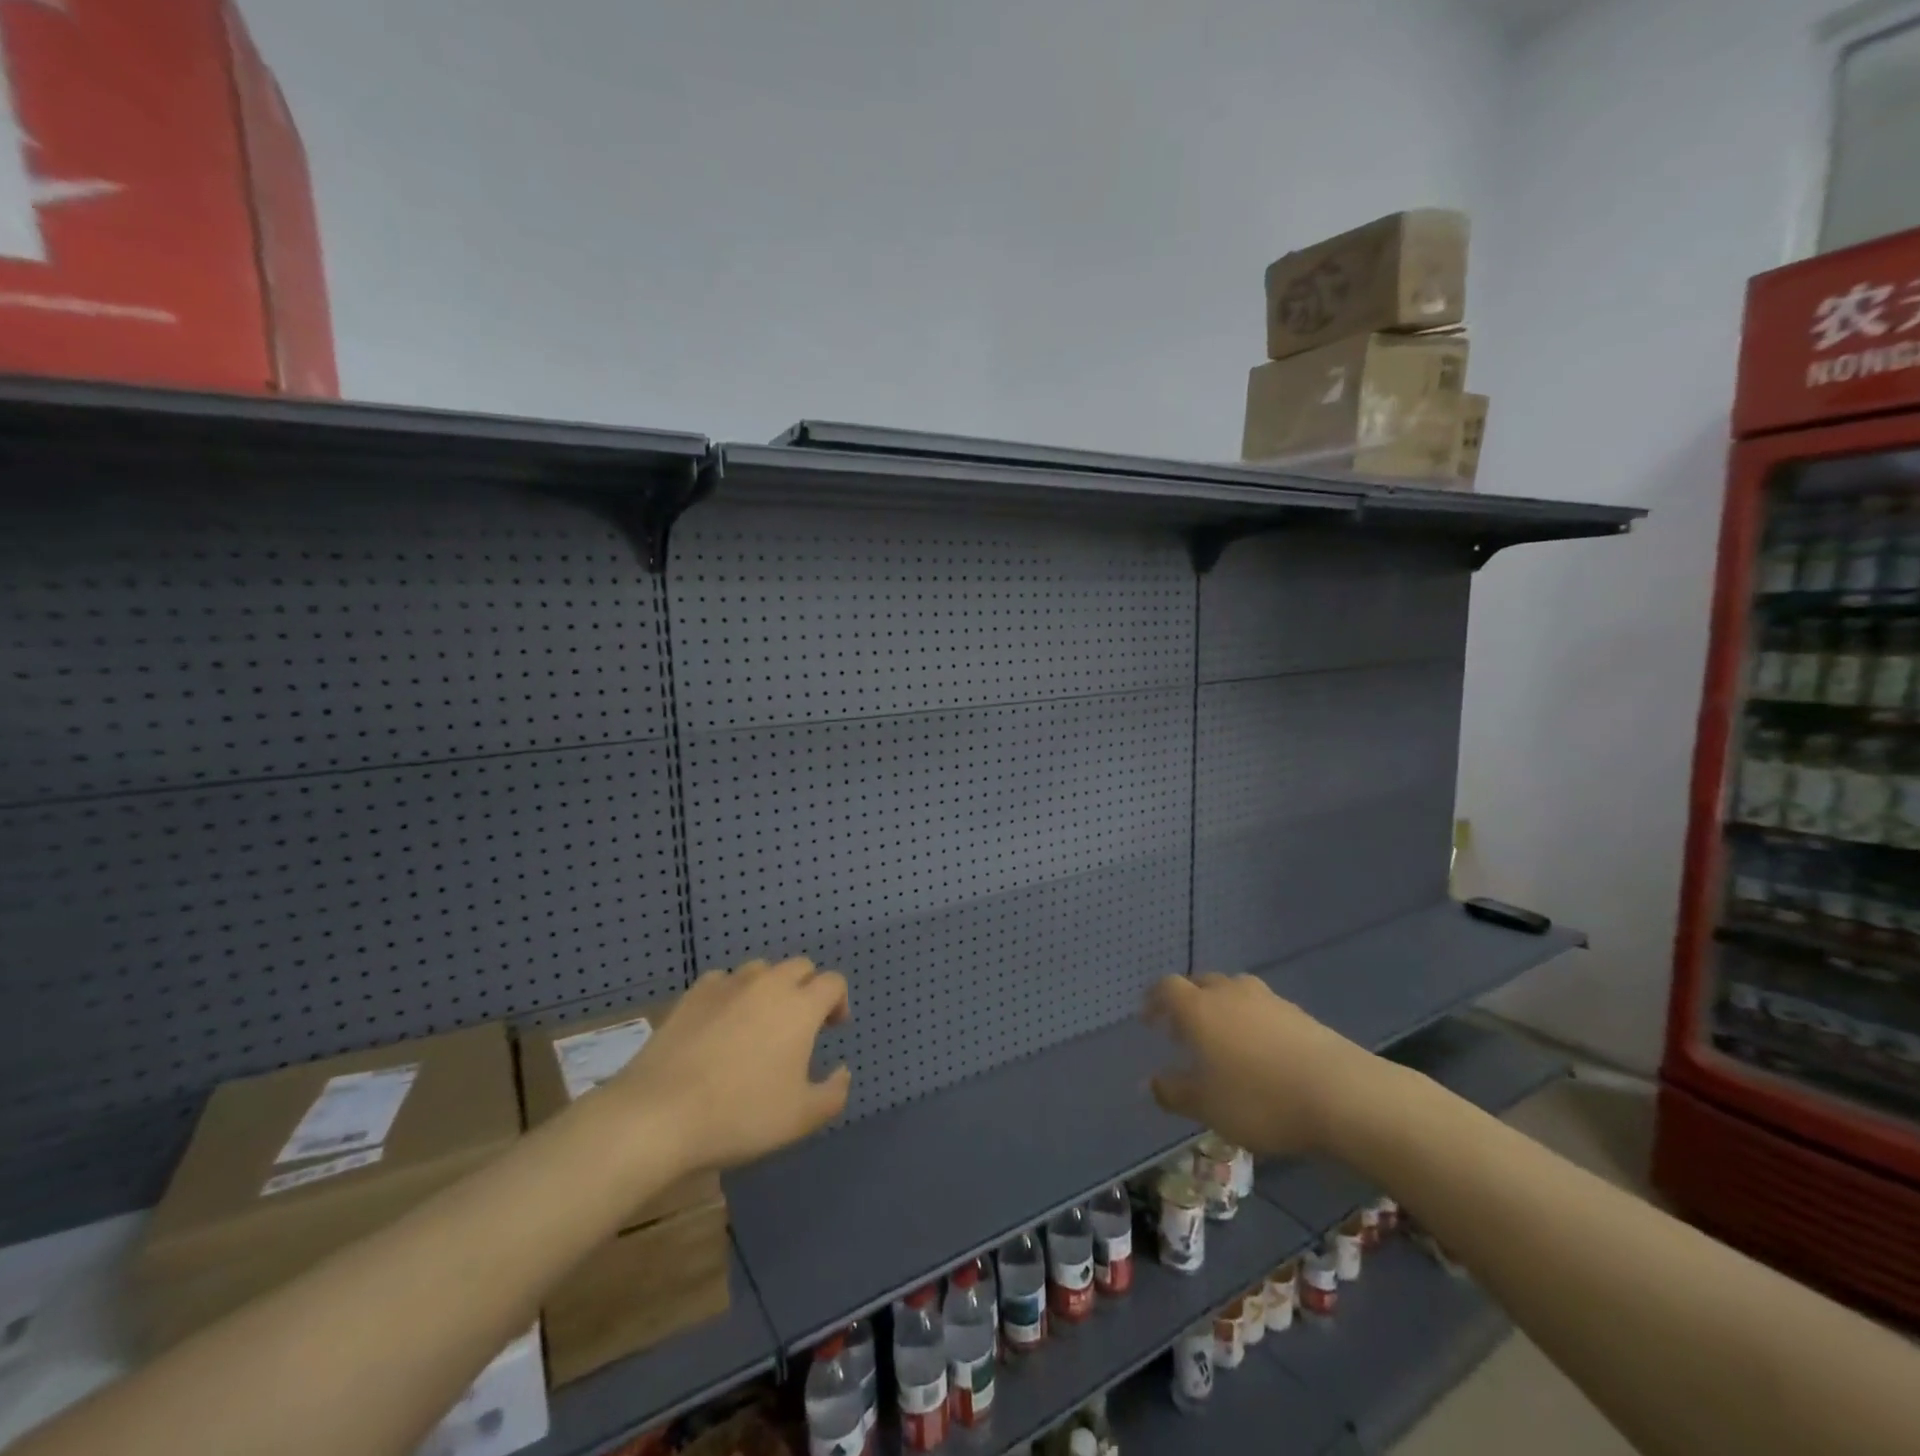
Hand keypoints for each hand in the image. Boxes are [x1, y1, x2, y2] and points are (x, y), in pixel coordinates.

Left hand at [607, 956, 851, 1173]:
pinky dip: (731, 995)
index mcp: (800, 1006)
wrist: (659, 1114)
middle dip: (807, 988)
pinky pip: (723, 981)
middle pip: (799, 967)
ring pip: (761, 970)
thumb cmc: (740, 1115)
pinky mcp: (692, 995)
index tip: (832, 1028)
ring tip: (759, 1023)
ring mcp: (727, 985)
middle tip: (800, 1026)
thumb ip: (834, 1093)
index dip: (838, 1001)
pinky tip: (721, 1023)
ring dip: (770, 988)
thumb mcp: (801, 1118)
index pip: (833, 982)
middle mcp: (768, 984)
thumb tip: (842, 1072)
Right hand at [1145, 973, 1381, 1156]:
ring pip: (1234, 993)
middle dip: (1188, 1002)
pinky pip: (1262, 1009)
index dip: (1154, 999)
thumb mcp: (1207, 1106)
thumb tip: (1150, 1082)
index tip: (1149, 1018)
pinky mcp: (1299, 1013)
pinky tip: (1261, 1051)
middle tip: (1183, 1030)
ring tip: (1224, 1039)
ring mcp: (1268, 999)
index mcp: (1199, 1008)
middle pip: (1201, 983)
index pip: (1167, 988)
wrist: (1342, 1094)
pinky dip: (1252, 1021)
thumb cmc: (1260, 1099)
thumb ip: (1173, 1092)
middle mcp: (1229, 993)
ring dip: (1222, 1009)